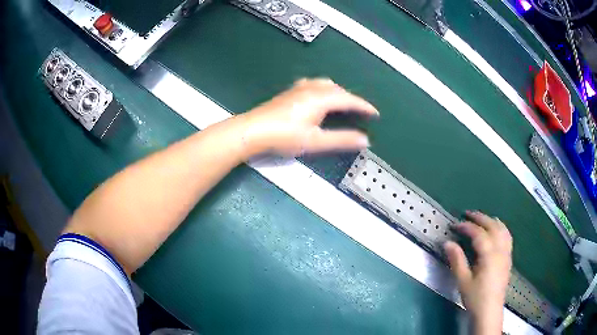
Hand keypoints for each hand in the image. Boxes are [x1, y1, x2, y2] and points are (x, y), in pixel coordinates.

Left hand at [239, 78, 377, 156]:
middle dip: (352, 99)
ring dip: (338, 92)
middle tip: (360, 111)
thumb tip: (365, 140)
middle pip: (338, 90)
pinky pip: (313, 84)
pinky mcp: (289, 92)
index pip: (349, 100)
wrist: (252, 131)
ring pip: (325, 84)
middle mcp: (312, 89)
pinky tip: (318, 96)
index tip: (375, 113)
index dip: (364, 106)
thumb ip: (341, 140)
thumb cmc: (284, 136)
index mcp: (321, 99)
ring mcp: (298, 89)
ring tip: (343, 103)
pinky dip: (324, 89)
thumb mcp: (316, 141)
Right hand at [444, 211, 512, 334]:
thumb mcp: (463, 281)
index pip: (478, 233)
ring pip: (502, 229)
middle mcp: (500, 249)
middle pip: (492, 226)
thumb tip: (448, 243)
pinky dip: (500, 228)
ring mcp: (506, 253)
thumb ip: (457, 260)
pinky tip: (496, 230)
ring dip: (491, 220)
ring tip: (482, 219)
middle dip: (480, 218)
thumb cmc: (475, 297)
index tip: (455, 225)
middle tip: (467, 214)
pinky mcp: (508, 258)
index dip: (466, 226)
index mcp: (489, 255)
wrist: (489, 311)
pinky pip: (507, 236)